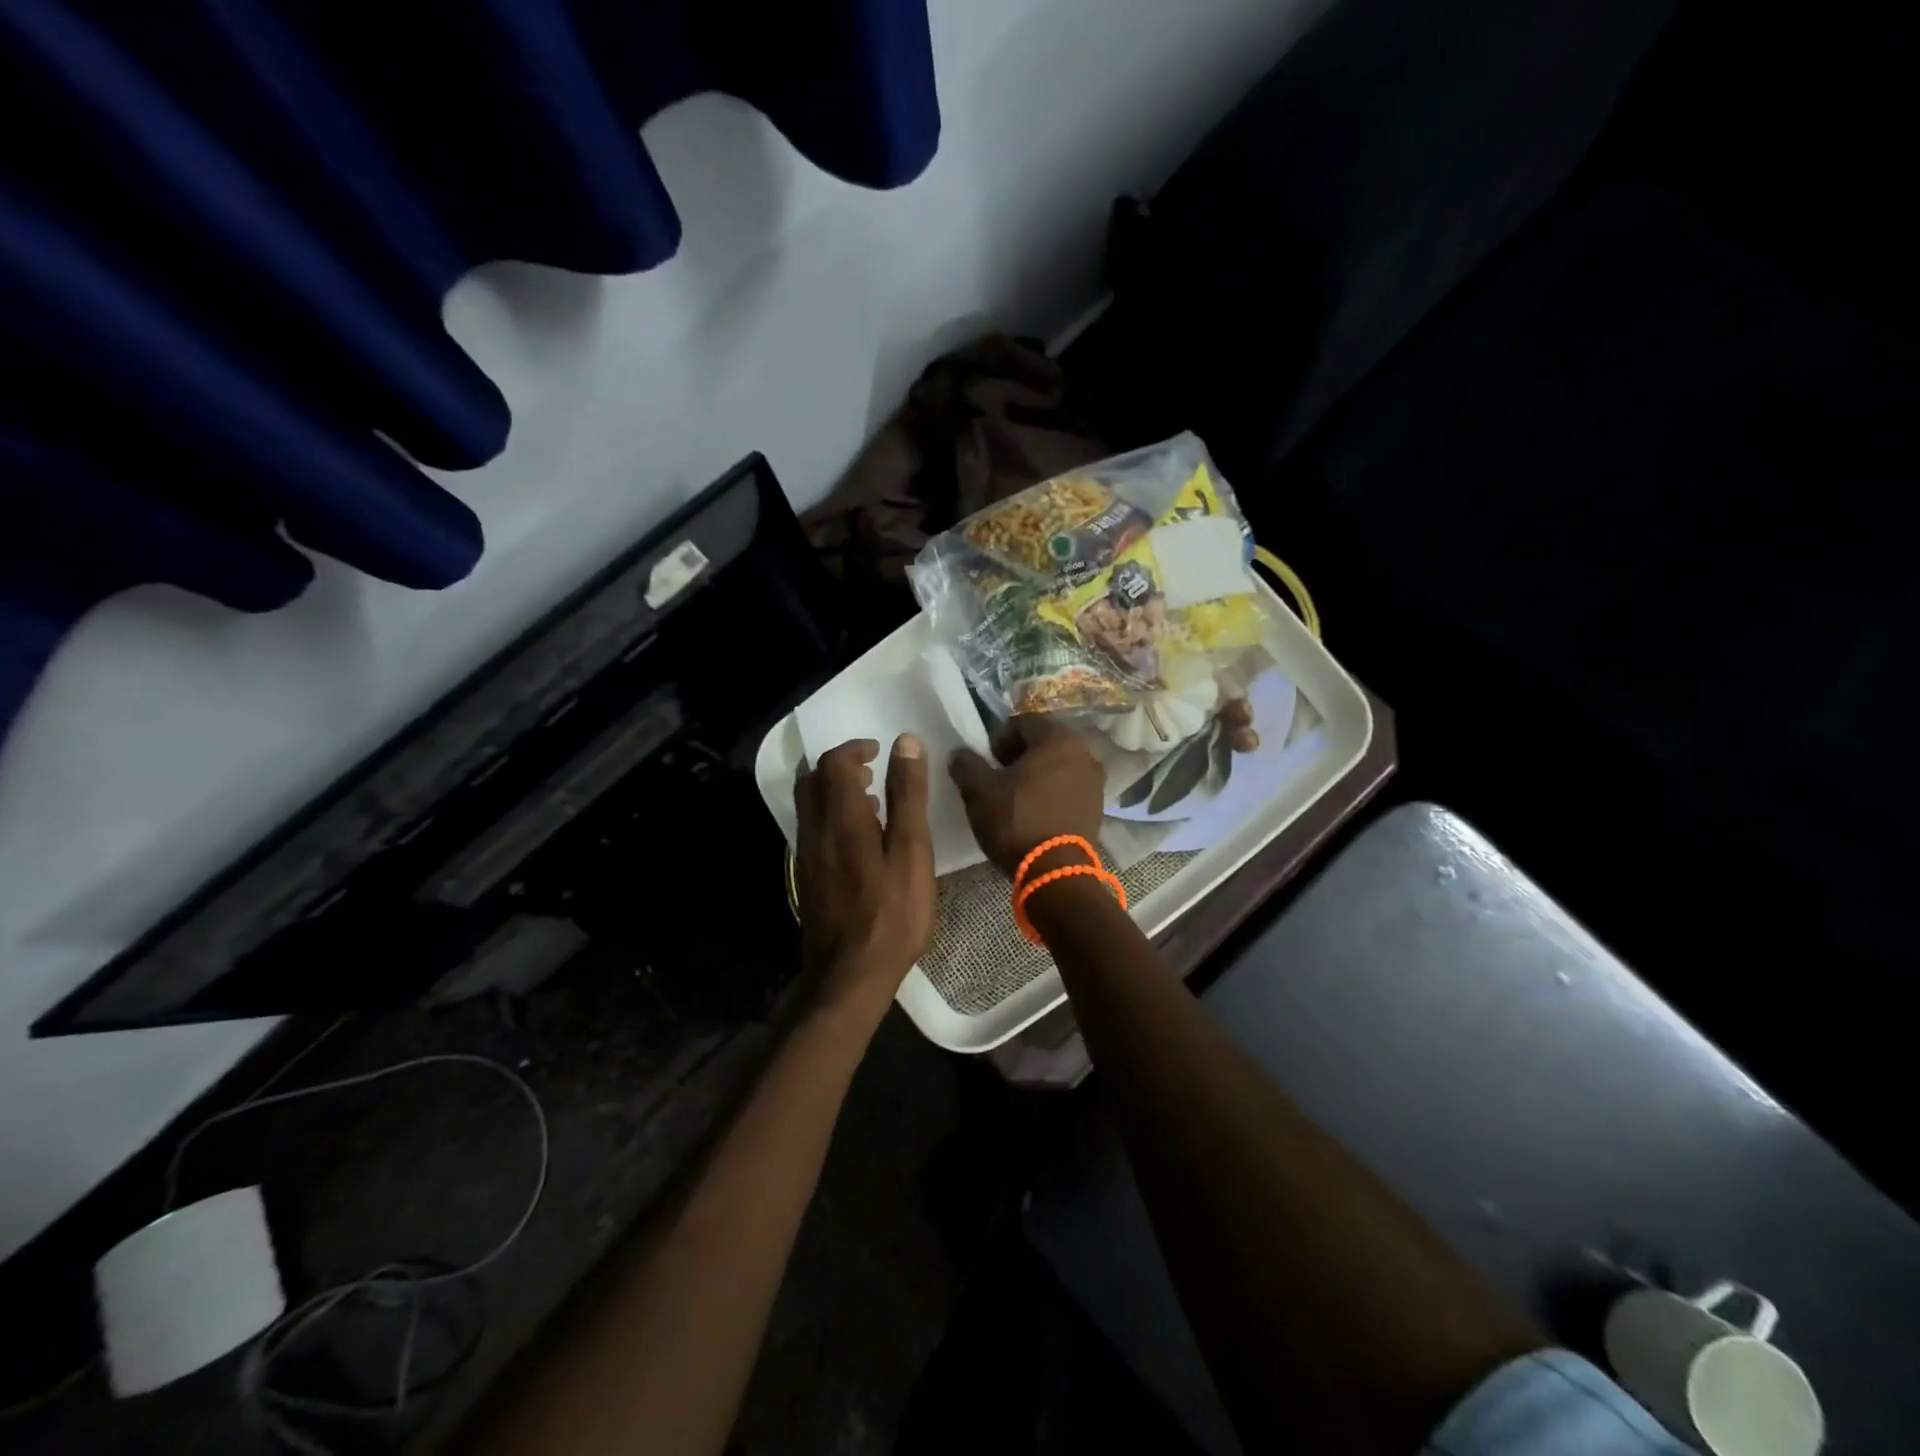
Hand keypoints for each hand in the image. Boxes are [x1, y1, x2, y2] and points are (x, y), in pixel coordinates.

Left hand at [795, 736, 935, 1025]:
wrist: (849, 976)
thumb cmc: (892, 915)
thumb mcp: (912, 852)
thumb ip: (907, 795)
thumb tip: (905, 743)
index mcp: (841, 818)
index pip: (835, 763)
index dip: (855, 748)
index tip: (880, 750)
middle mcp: (815, 830)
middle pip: (813, 779)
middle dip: (840, 766)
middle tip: (873, 771)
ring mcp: (806, 855)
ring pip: (810, 804)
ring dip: (836, 791)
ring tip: (873, 803)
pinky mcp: (806, 876)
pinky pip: (813, 828)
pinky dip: (832, 816)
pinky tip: (861, 840)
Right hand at [949, 716, 1105, 877]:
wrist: (1055, 872)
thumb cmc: (1016, 821)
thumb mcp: (979, 791)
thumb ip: (966, 764)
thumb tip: (960, 754)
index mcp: (1057, 739)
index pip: (1023, 722)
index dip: (999, 738)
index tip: (986, 761)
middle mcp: (1084, 753)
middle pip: (1044, 743)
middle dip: (1019, 756)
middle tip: (998, 777)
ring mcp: (1096, 782)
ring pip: (1059, 767)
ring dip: (1037, 775)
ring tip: (1016, 798)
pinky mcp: (1098, 808)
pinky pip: (1070, 789)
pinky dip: (1053, 793)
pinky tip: (1036, 813)